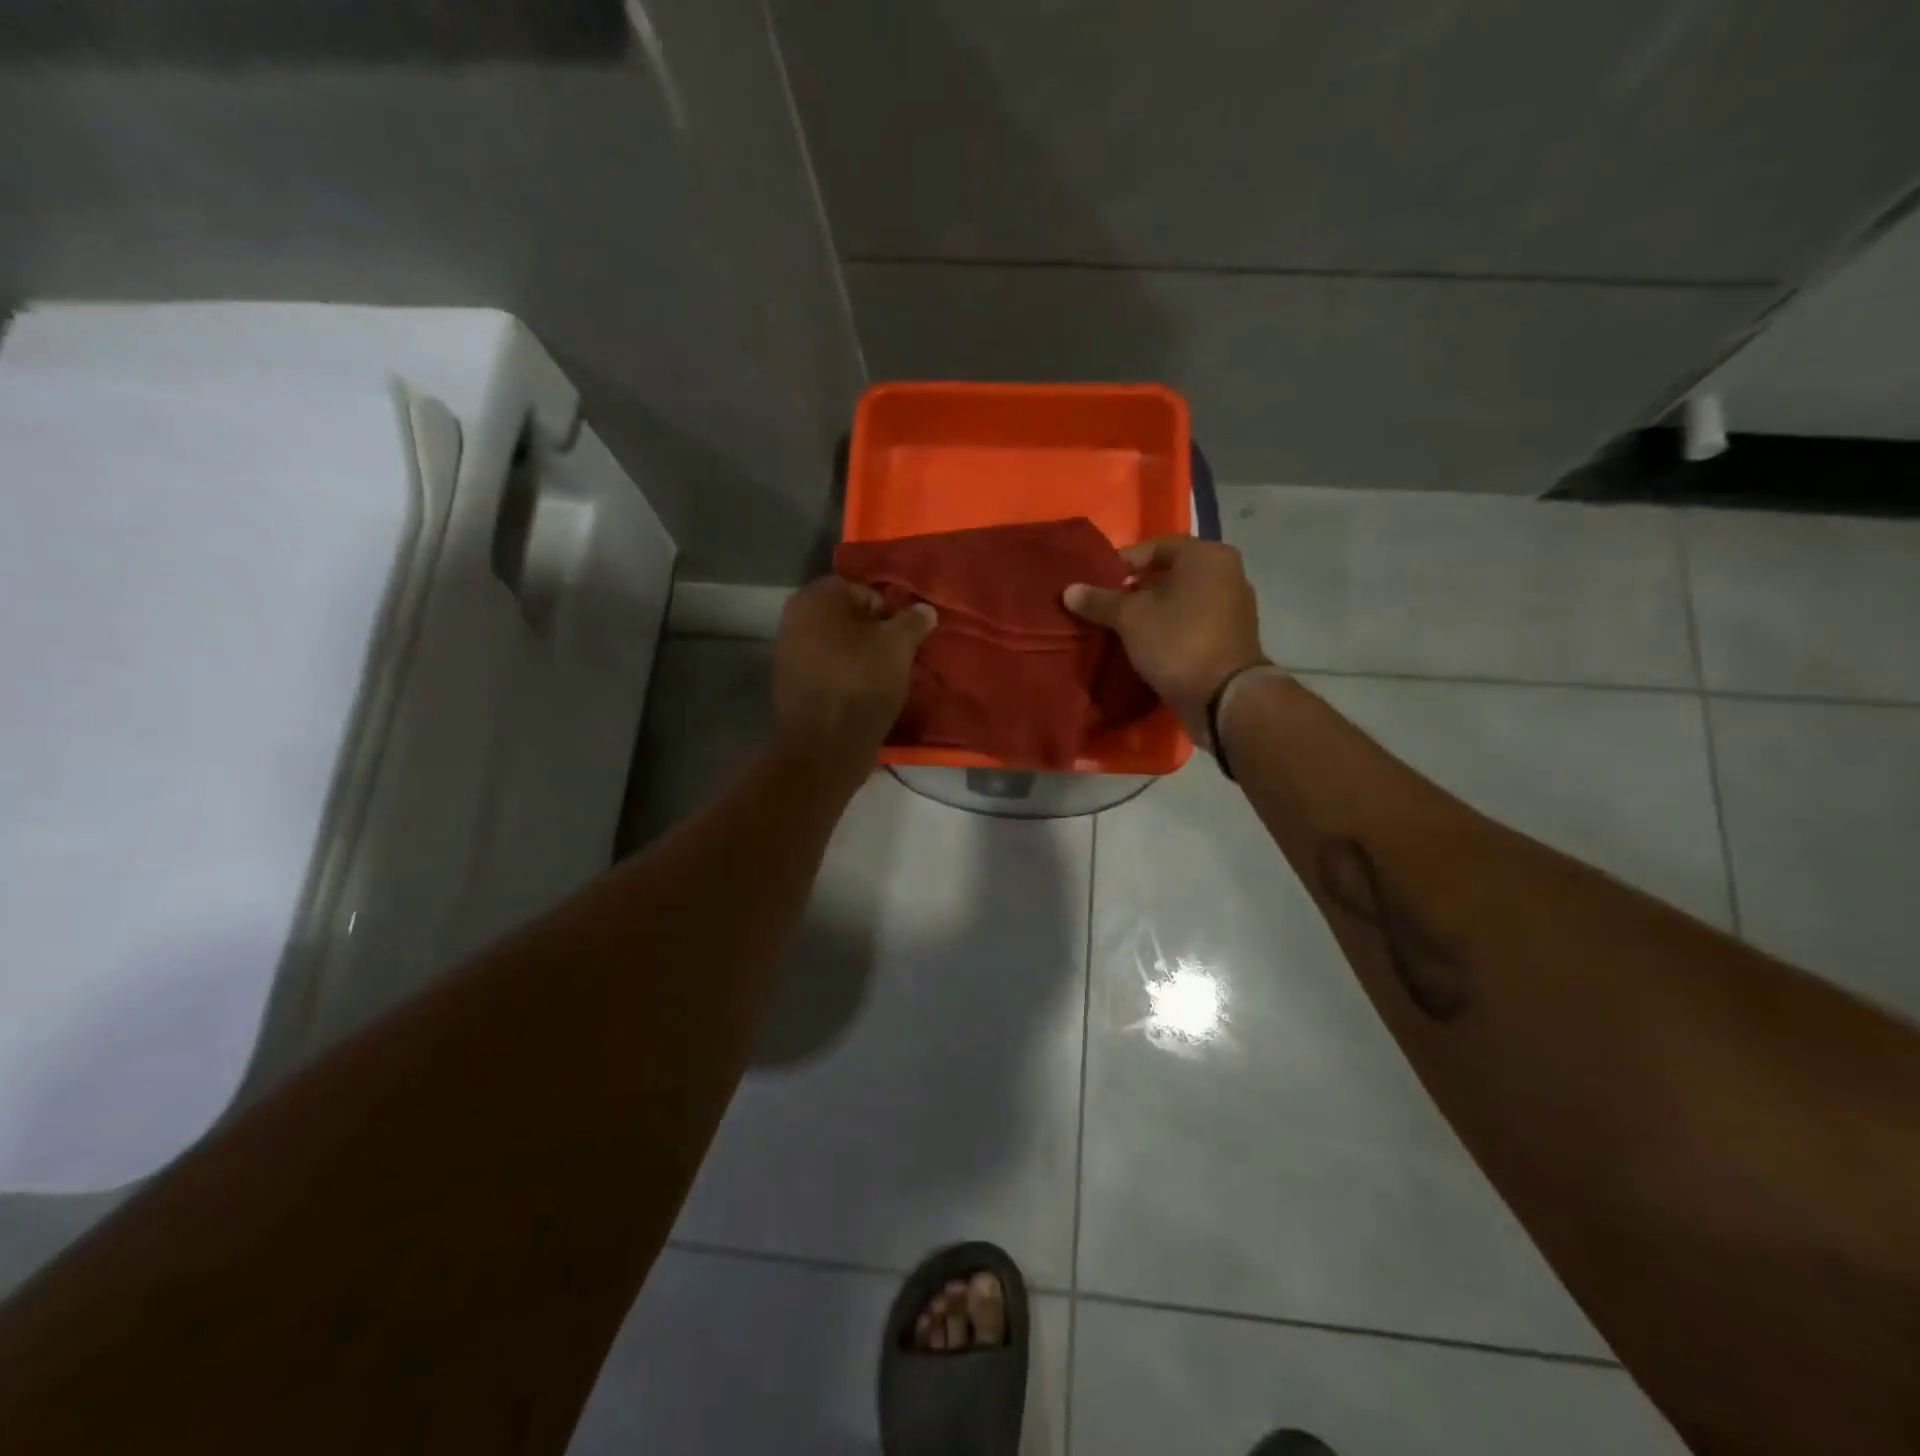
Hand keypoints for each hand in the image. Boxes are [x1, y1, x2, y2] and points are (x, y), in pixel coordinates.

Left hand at [774, 577, 936, 765]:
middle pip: (848, 619)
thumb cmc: (862, 683)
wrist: (825, 746)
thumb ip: (913, 621)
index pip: (863, 591)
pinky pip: (827, 670)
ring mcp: (787, 653)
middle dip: (876, 635)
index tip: (907, 638)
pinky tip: (867, 695)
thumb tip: (924, 609)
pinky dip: (846, 677)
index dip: (890, 612)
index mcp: (815, 598)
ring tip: (888, 679)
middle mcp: (793, 619)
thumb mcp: (899, 646)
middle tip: (901, 658)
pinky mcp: (791, 685)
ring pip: (838, 646)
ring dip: (862, 657)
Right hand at [1063, 536, 1269, 738]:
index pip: (1153, 547)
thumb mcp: (1130, 618)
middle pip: (1168, 574)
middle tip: (1104, 607)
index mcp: (1206, 555)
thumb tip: (1068, 590)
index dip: (1120, 564)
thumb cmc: (1177, 641)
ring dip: (1151, 612)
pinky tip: (1144, 645)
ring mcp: (1233, 607)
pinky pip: (1191, 623)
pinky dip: (1168, 629)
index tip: (1095, 585)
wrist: (1223, 698)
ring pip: (1180, 601)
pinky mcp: (1230, 637)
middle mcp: (1226, 573)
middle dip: (1134, 590)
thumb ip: (1099, 601)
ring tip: (1119, 628)